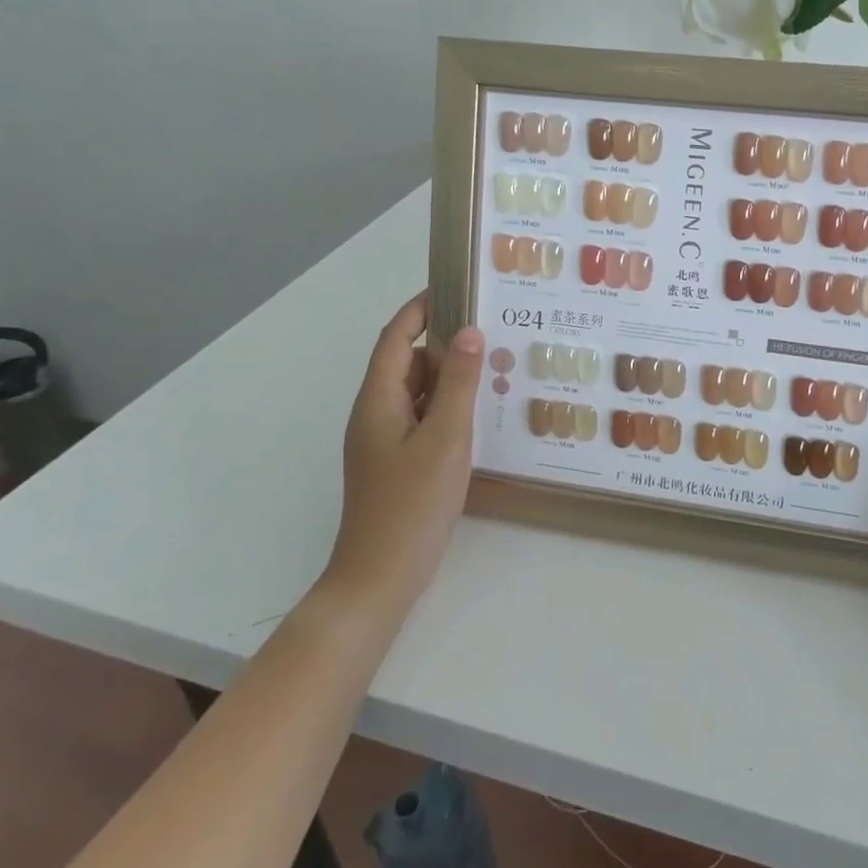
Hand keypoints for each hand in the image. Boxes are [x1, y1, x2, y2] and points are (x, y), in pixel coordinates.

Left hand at [325, 292, 483, 612]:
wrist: (379, 579)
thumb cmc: (412, 505)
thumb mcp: (445, 438)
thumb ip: (459, 384)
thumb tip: (469, 333)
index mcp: (378, 400)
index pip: (395, 338)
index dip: (419, 309)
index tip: (454, 289)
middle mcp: (375, 414)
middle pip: (406, 363)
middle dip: (444, 345)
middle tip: (491, 335)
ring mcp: (383, 441)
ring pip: (416, 394)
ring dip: (448, 379)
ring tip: (492, 372)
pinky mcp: (396, 464)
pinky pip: (421, 419)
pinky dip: (446, 408)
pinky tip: (478, 416)